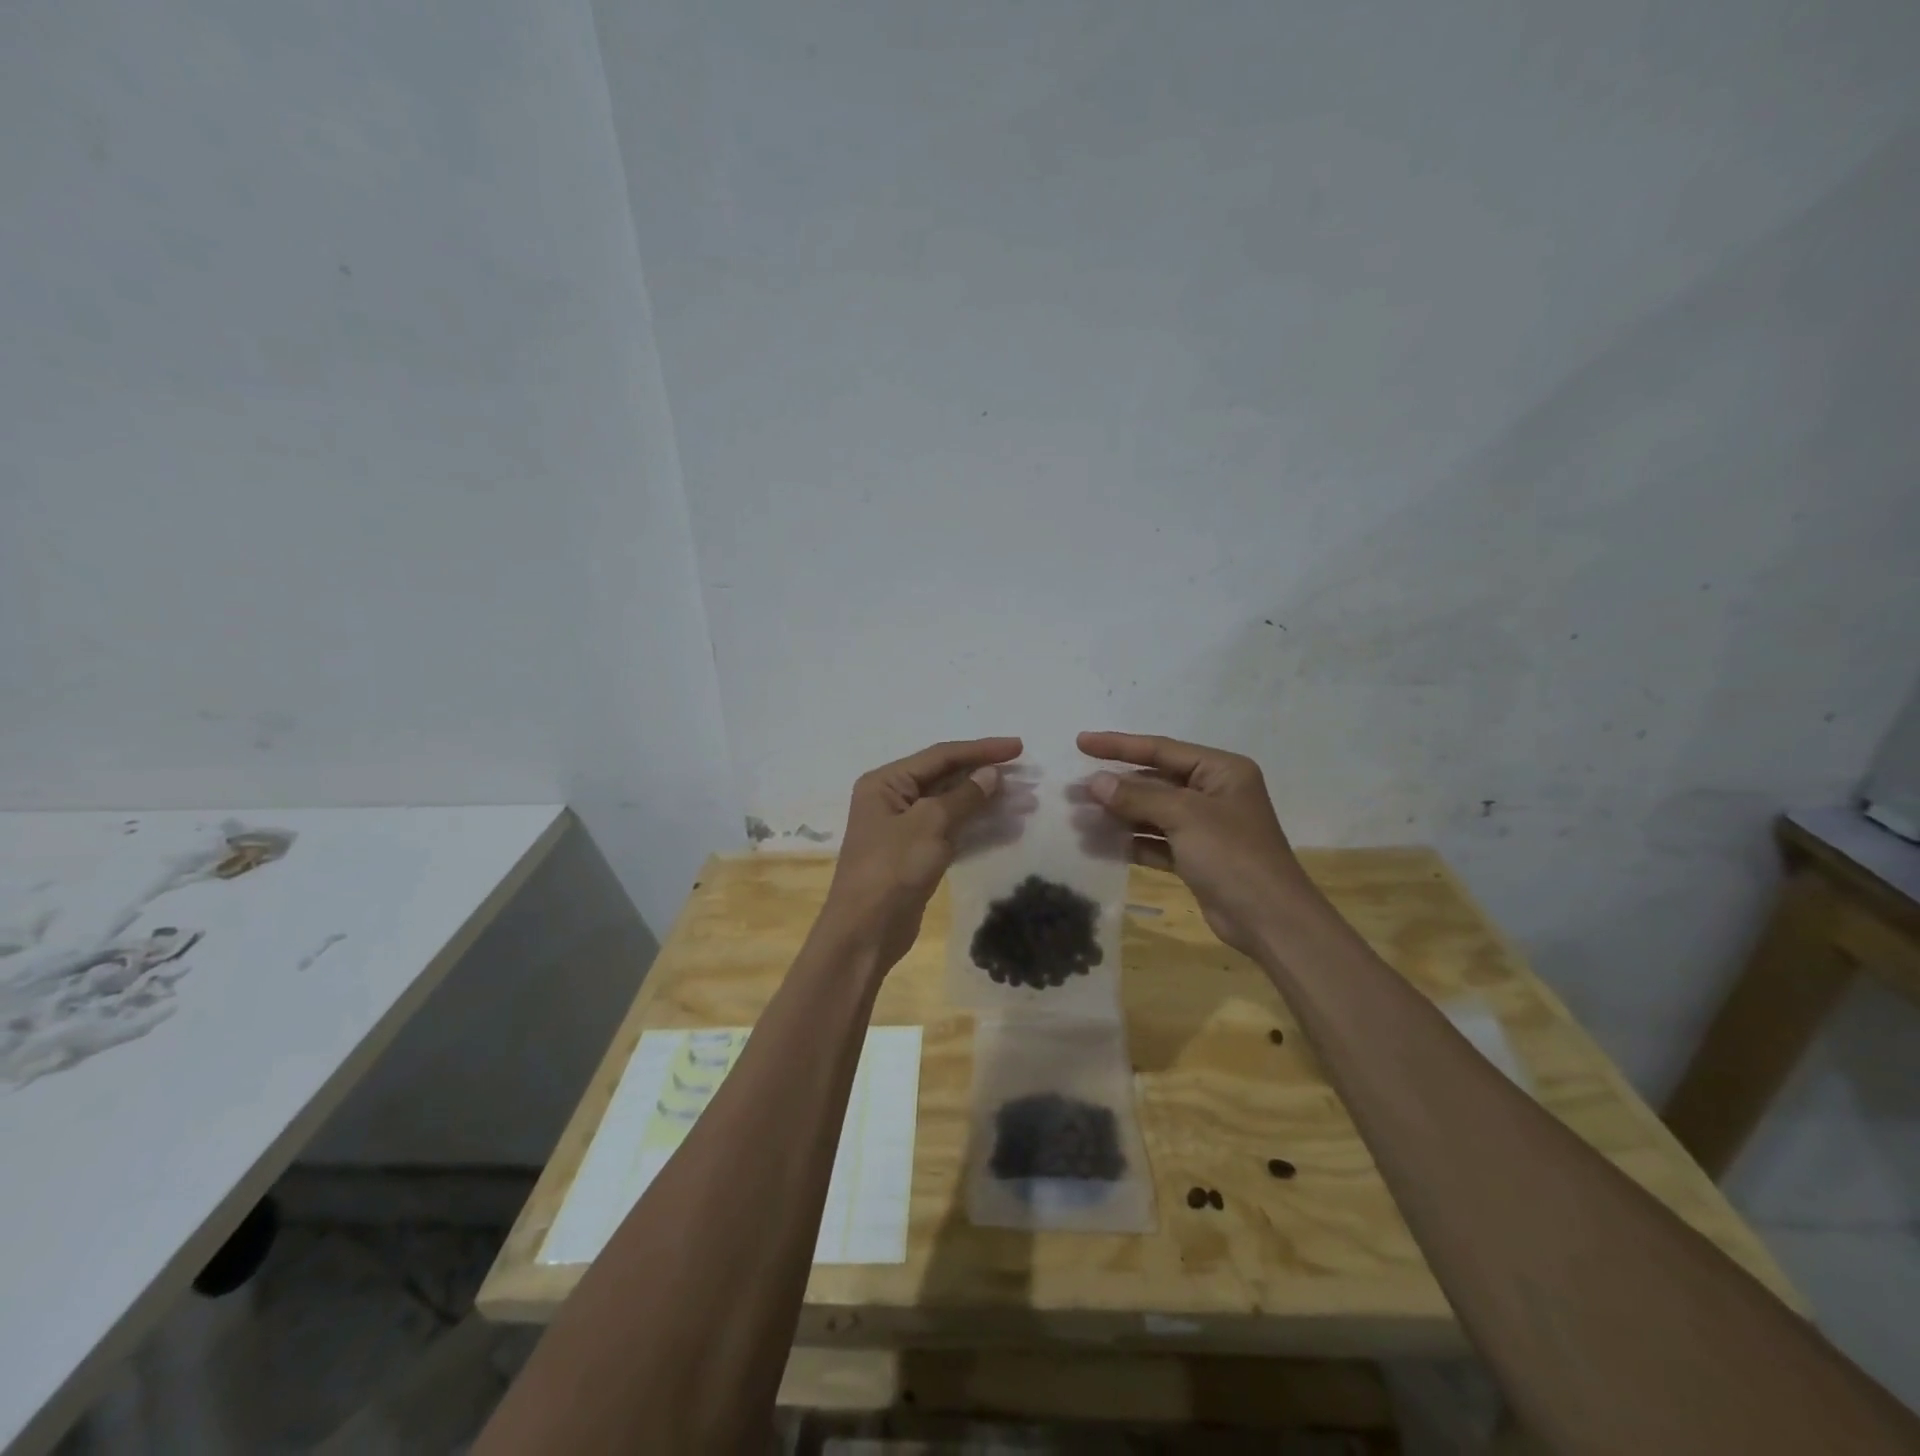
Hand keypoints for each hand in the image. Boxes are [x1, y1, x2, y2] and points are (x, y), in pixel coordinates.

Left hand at [818, 737, 1023, 967]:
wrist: (866, 932)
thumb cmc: (892, 868)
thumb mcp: (930, 824)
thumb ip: (964, 796)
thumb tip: (991, 774)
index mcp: (886, 782)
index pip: (940, 756)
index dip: (981, 750)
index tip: (1018, 747)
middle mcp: (893, 799)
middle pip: (947, 778)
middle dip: (987, 776)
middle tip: (1028, 776)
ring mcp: (905, 828)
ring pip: (953, 805)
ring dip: (988, 802)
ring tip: (1026, 801)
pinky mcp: (917, 854)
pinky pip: (952, 830)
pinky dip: (978, 827)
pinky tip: (1008, 826)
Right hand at [1077, 731, 1321, 958]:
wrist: (1269, 920)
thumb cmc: (1232, 855)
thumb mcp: (1184, 816)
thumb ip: (1137, 796)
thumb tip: (1095, 782)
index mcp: (1221, 771)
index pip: (1161, 749)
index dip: (1119, 745)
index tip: (1081, 742)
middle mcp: (1213, 793)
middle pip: (1154, 781)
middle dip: (1114, 786)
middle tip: (1072, 789)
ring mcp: (1204, 827)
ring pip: (1152, 812)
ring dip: (1118, 815)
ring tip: (1078, 817)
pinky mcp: (1195, 856)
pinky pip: (1155, 840)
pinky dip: (1130, 842)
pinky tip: (1099, 844)